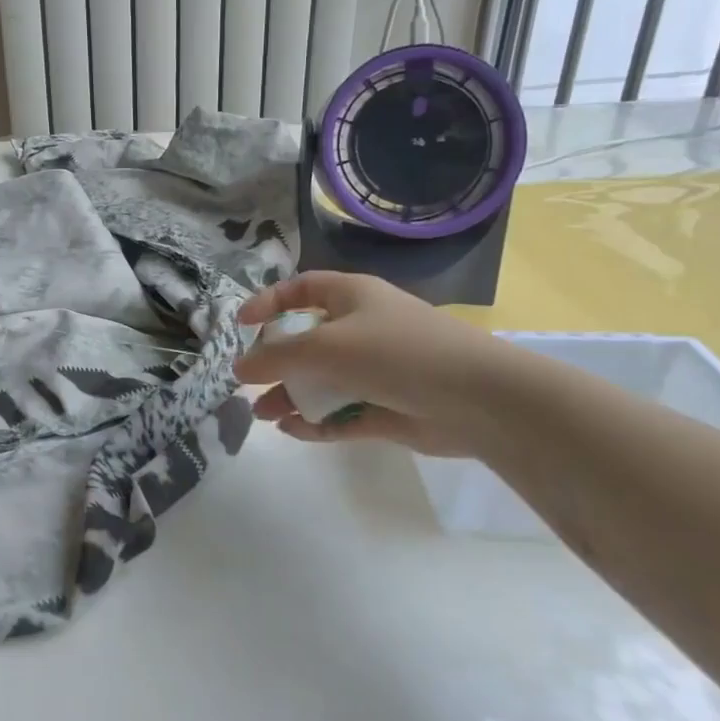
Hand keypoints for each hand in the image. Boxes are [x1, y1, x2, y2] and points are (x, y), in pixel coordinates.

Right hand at [234, 271, 508, 456]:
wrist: (479, 400)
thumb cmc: (397, 353)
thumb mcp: (326, 346)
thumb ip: (278, 357)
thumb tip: (239, 367)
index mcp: (352, 297)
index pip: (301, 290)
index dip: (268, 303)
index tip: (241, 326)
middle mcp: (362, 328)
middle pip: (307, 341)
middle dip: (276, 362)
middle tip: (249, 383)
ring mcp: (376, 370)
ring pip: (322, 381)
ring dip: (291, 396)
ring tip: (263, 415)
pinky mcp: (388, 408)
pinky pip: (342, 412)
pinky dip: (317, 421)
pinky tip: (293, 431)